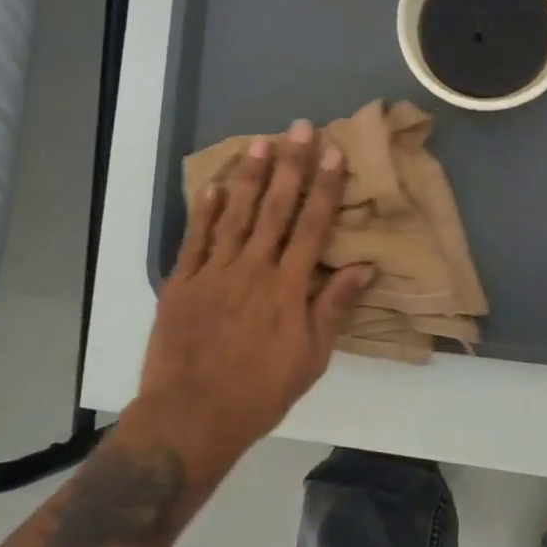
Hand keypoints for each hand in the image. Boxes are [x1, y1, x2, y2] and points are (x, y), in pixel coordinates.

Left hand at [131, 120, 374, 474]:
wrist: (191, 417)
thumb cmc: (260, 393)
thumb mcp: (311, 358)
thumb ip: (333, 308)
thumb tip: (364, 267)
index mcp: (287, 288)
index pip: (312, 226)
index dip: (324, 187)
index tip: (333, 153)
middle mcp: (252, 269)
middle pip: (275, 209)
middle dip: (291, 165)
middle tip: (299, 128)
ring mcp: (213, 272)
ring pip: (235, 214)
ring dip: (249, 176)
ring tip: (260, 142)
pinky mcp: (182, 283)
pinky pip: (195, 238)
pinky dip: (204, 210)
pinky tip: (213, 184)